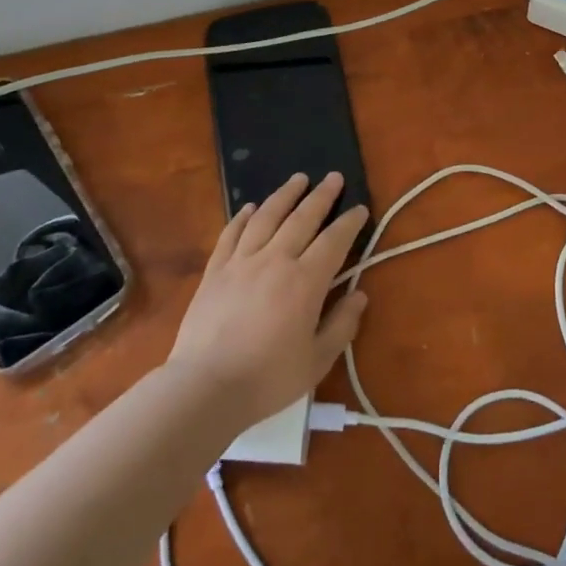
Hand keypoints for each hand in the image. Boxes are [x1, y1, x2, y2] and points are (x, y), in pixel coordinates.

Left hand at [167, 172, 369, 428]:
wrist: (205, 387)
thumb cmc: (267, 378)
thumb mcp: (317, 360)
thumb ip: (341, 325)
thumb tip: (359, 295)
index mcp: (305, 281)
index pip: (334, 241)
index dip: (349, 223)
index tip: (360, 209)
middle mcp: (275, 260)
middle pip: (302, 218)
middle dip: (321, 196)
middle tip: (333, 177)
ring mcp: (241, 261)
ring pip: (267, 217)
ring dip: (285, 195)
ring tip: (298, 179)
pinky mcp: (215, 270)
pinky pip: (231, 234)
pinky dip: (242, 217)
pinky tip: (250, 207)